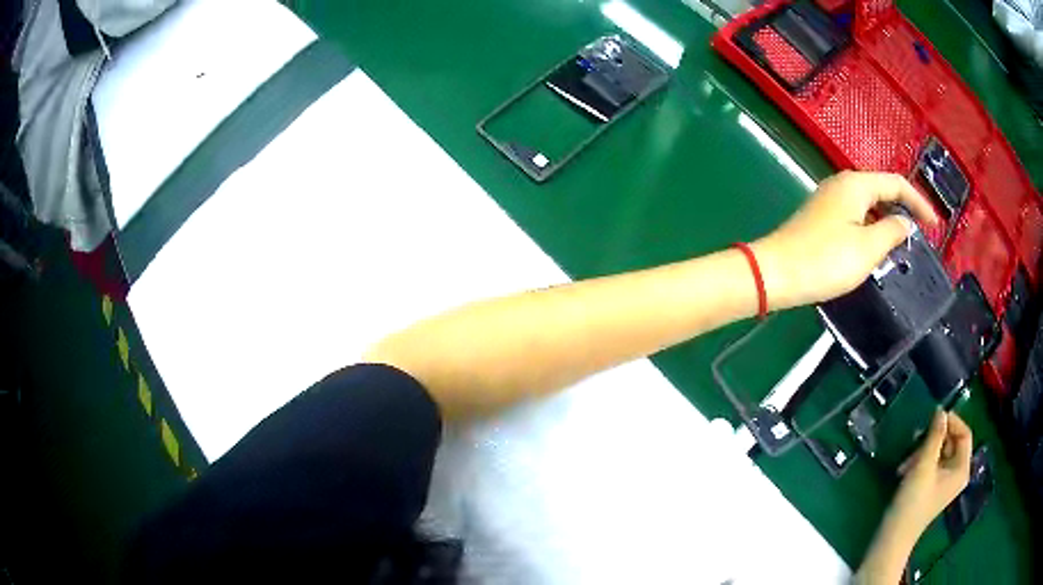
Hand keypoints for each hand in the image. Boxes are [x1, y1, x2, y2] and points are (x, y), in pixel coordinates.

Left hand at [752, 171, 938, 309]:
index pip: (896, 183)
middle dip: (904, 208)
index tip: (936, 224)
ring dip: (888, 220)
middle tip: (922, 233)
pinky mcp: (821, 217)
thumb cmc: (825, 260)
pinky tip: (876, 247)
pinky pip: (856, 217)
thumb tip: (904, 222)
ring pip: (868, 205)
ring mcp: (829, 200)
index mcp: (856, 184)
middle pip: (882, 190)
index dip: (919, 201)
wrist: (776, 273)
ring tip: (903, 243)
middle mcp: (842, 185)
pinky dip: (872, 228)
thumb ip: (891, 231)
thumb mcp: (867, 248)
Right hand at [890, 410, 972, 536]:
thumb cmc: (912, 503)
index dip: (952, 422)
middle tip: (916, 440)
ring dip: (924, 451)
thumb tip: (941, 411)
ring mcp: (945, 482)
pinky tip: (905, 469)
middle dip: (934, 439)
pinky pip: (933, 465)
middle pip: (952, 442)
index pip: (964, 434)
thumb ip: (934, 436)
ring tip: (907, 460)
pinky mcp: (933, 488)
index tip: (934, 417)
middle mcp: (958, 473)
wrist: (893, 538)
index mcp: (962, 469)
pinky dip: (921, 462)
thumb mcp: (924, 465)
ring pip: (940, 453)